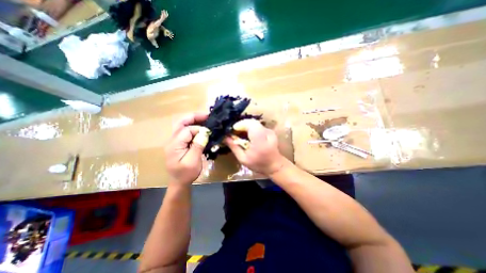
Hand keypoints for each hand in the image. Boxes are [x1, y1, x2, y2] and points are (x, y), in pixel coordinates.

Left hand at [164, 112, 209, 185]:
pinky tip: (201, 127)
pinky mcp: (179, 143)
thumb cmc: (186, 174)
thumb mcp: (193, 162)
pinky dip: (194, 126)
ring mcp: (175, 141)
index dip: (199, 129)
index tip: (209, 132)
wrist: (179, 182)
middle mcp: (172, 140)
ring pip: (183, 125)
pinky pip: (185, 131)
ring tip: (205, 118)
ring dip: (194, 120)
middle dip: (194, 117)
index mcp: (174, 144)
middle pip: (181, 122)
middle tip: (207, 115)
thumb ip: (197, 146)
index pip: (187, 130)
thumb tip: (204, 132)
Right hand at [224, 119, 287, 175]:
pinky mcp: (270, 131)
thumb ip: (234, 147)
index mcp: (260, 141)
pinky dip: (250, 128)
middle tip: (235, 132)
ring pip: (254, 123)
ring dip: (245, 126)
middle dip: (241, 125)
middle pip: (252, 121)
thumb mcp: (243, 159)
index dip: (240, 125)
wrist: (275, 165)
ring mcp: (269, 131)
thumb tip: (225, 137)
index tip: (232, 131)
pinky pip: (258, 125)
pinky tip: (248, 135)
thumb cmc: (258, 164)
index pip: (250, 124)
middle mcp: (266, 133)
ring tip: (240, 134)